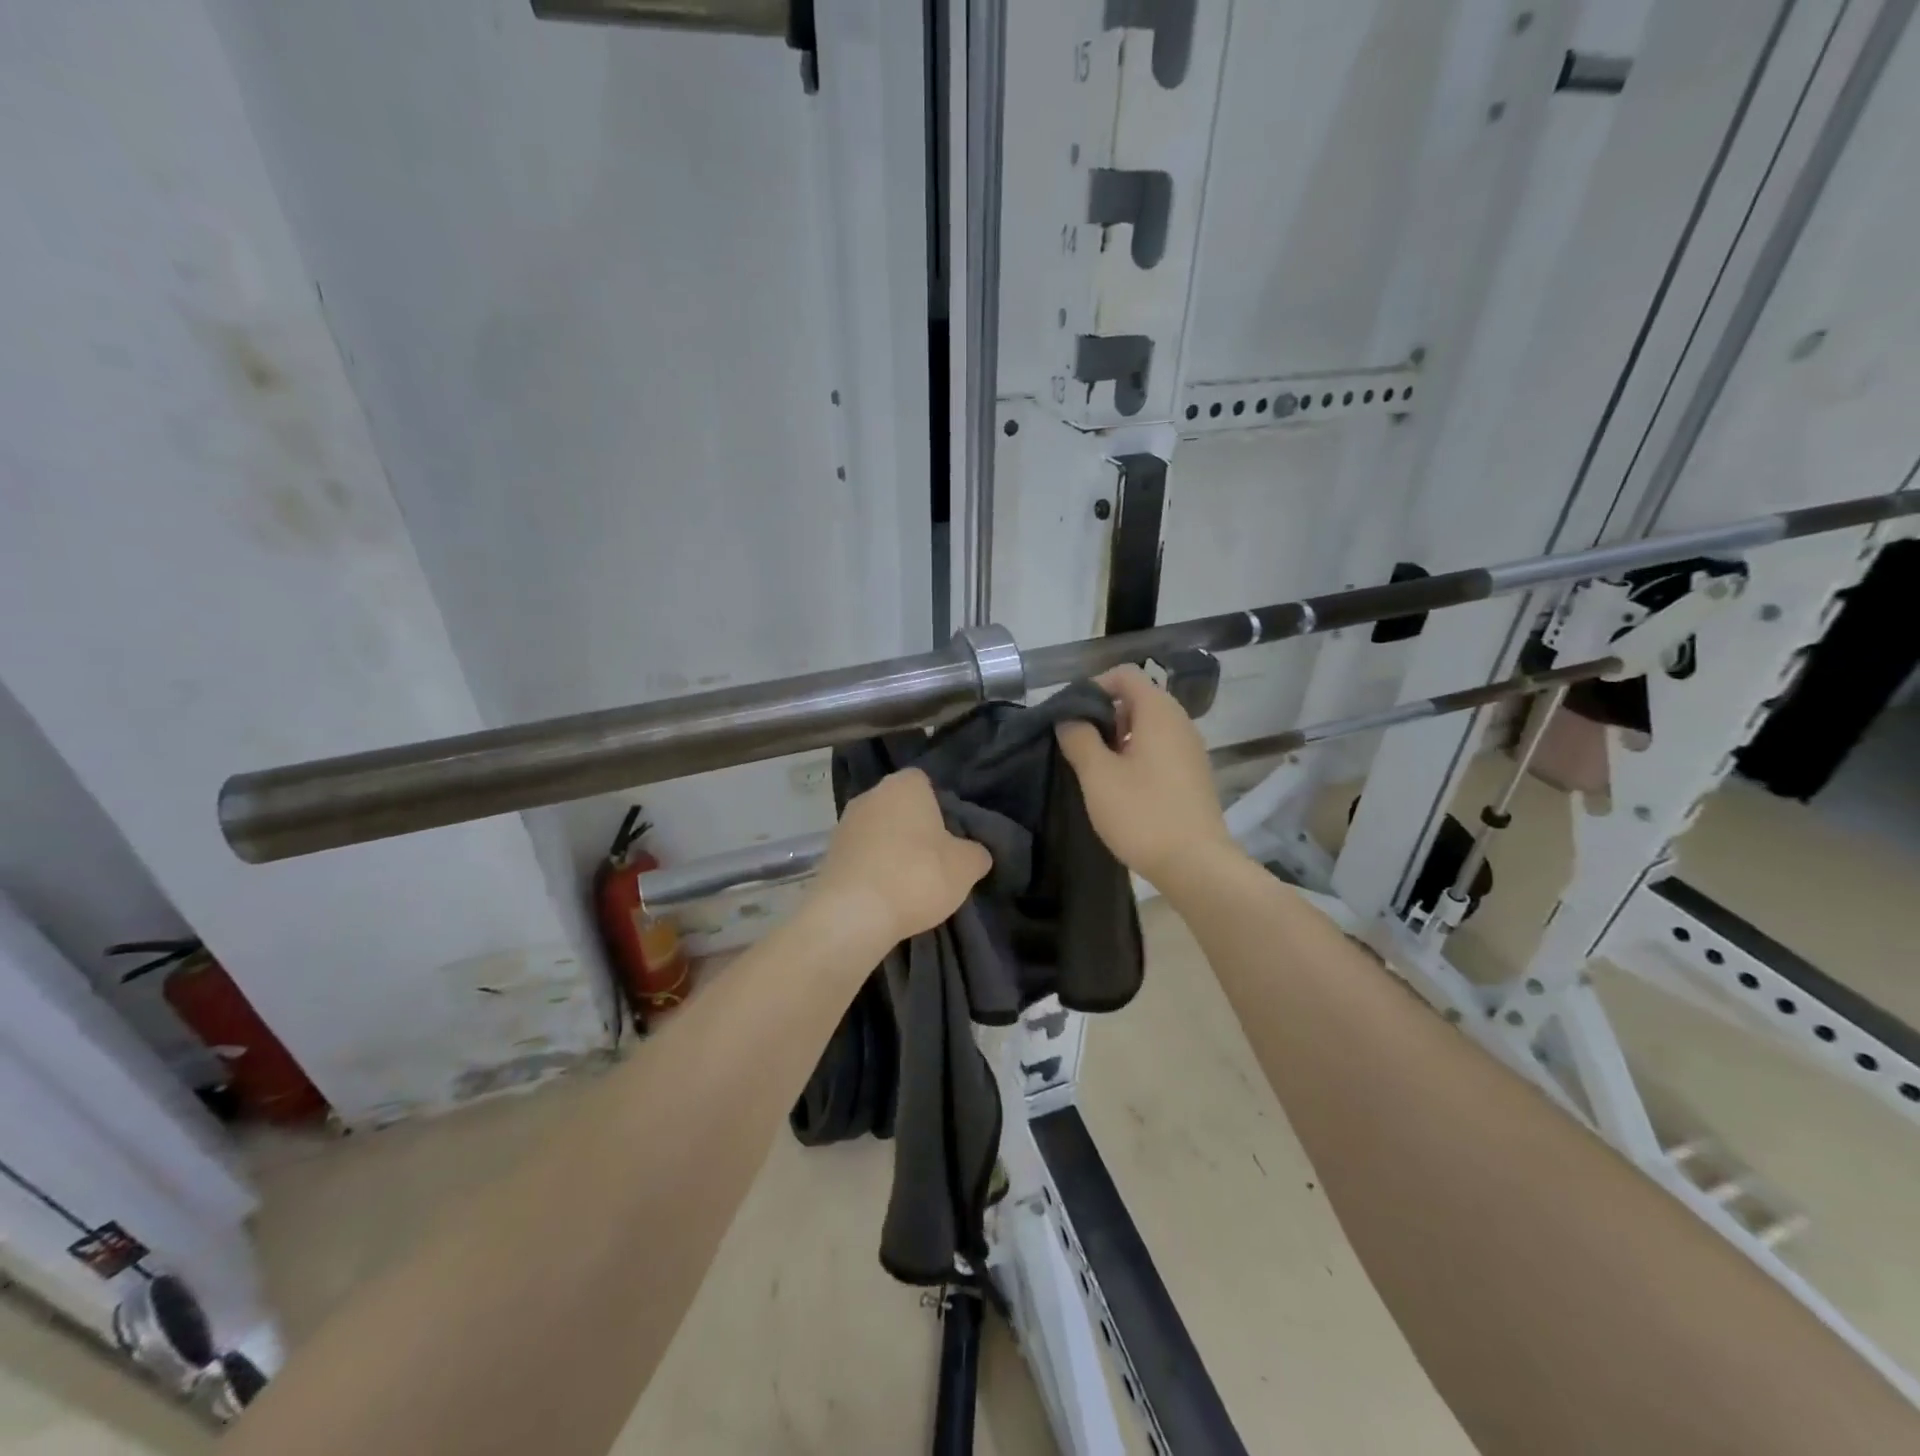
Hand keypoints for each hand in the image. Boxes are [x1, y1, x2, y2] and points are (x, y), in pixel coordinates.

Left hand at [809, 768, 991, 949]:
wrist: (852, 915)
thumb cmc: (917, 876)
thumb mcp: (966, 867)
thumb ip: (976, 852)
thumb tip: (976, 852)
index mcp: (904, 785)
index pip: (926, 783)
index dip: (940, 807)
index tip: (950, 836)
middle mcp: (870, 795)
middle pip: (899, 807)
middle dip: (914, 828)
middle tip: (934, 860)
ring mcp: (844, 824)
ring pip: (878, 832)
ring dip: (891, 851)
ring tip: (909, 884)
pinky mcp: (828, 856)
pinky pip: (860, 856)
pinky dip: (872, 870)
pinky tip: (885, 895)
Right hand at [1055, 665, 1238, 885]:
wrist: (1196, 865)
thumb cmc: (1142, 814)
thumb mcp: (1098, 775)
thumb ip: (1079, 738)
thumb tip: (1069, 718)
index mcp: (1159, 712)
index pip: (1125, 674)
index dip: (1094, 687)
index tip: (1071, 716)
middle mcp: (1180, 722)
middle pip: (1137, 699)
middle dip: (1103, 715)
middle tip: (1078, 745)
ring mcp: (1190, 750)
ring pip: (1147, 727)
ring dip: (1118, 739)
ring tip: (1095, 769)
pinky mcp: (1193, 775)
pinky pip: (1160, 750)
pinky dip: (1136, 756)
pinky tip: (1121, 787)